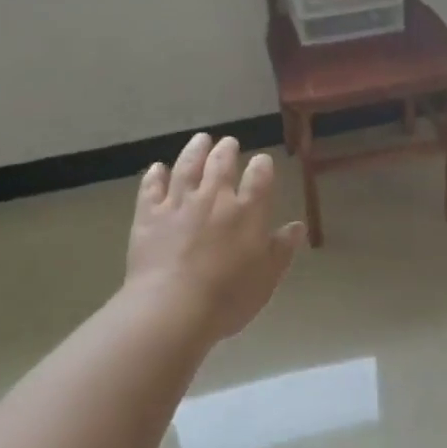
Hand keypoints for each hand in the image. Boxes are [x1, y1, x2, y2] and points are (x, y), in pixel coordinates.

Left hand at [126, 133, 307, 342]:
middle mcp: (214, 198)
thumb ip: (282, 249)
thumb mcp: (267, 277)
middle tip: (228, 142)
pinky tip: (158, 168)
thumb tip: (297, 226)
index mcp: (247, 211)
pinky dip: (155, 175)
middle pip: (221, 164)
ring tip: (200, 140)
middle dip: (226, 150)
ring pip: (187, 167)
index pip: (259, 177)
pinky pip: (152, 188)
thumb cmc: (228, 297)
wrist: (173, 308)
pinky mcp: (149, 215)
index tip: (262, 160)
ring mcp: (178, 203)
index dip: (262, 166)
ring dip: (194, 151)